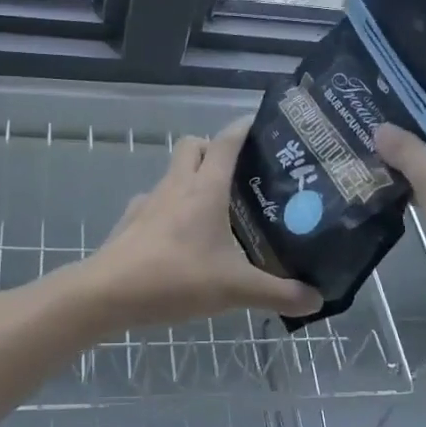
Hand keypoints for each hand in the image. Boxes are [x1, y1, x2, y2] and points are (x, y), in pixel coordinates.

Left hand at [81, 120, 322, 330]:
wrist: (107, 294)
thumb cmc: (175, 278)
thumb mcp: (235, 289)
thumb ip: (278, 294)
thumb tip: (318, 299)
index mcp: (205, 188)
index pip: (226, 141)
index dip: (245, 128)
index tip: (265, 127)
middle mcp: (177, 185)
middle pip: (194, 146)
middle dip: (215, 149)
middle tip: (240, 175)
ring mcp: (150, 201)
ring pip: (174, 173)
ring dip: (193, 179)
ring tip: (217, 209)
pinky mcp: (132, 220)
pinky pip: (157, 202)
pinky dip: (172, 208)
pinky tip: (182, 238)